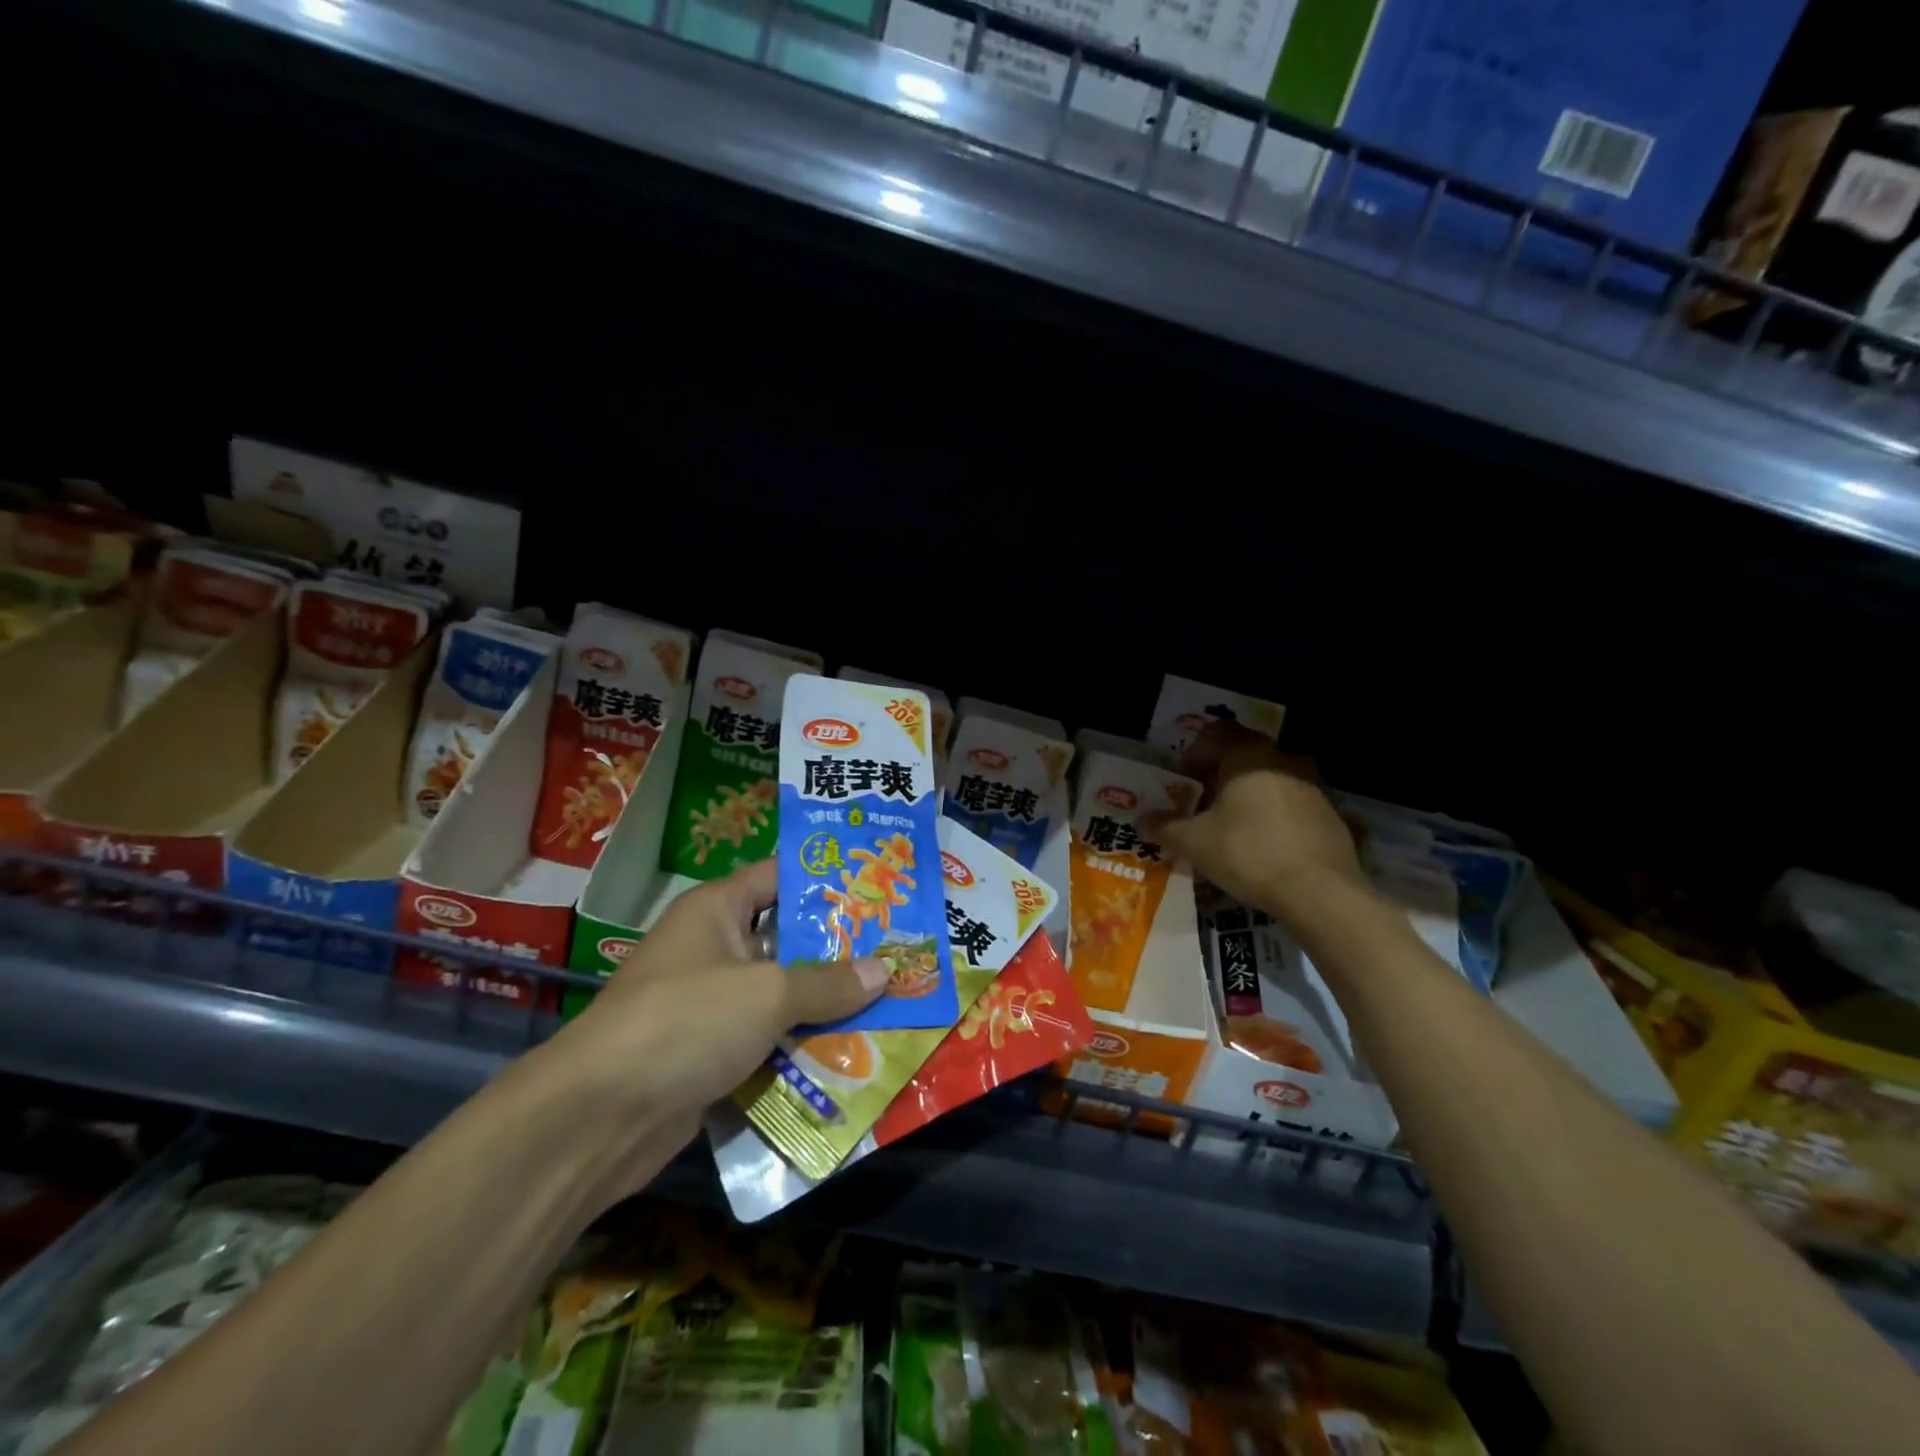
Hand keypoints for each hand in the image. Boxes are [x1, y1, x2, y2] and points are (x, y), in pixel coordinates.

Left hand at [545, 859, 886, 1170]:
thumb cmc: (686, 1022)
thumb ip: (828, 983)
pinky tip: (851, 1053)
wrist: (598, 1118)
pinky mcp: (709, 1053)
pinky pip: (766, 1039)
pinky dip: (800, 1045)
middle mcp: (712, 948)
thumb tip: (884, 971)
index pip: (779, 876)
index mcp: (717, 910)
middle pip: (786, 939)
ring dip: (824, 1005)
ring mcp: (709, 1003)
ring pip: (780, 994)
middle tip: (897, 950)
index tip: (878, 887)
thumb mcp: (767, 993)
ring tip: (889, 1002)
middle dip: (838, 950)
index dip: (826, 879)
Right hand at [1144, 722, 1365, 915]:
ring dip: (1247, 795)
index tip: (1182, 781)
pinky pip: (1291, 804)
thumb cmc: (1248, 853)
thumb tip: (1142, 820)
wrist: (1320, 892)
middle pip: (1243, 755)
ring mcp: (1312, 786)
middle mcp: (1282, 759)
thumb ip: (1165, 827)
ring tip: (1230, 826)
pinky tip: (1263, 846)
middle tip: (1200, 805)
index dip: (1193, 753)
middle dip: (1218, 775)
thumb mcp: (1194, 842)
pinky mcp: (1330, 814)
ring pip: (1269, 779)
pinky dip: (1273, 816)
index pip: (1215, 733)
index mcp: (1248, 755)